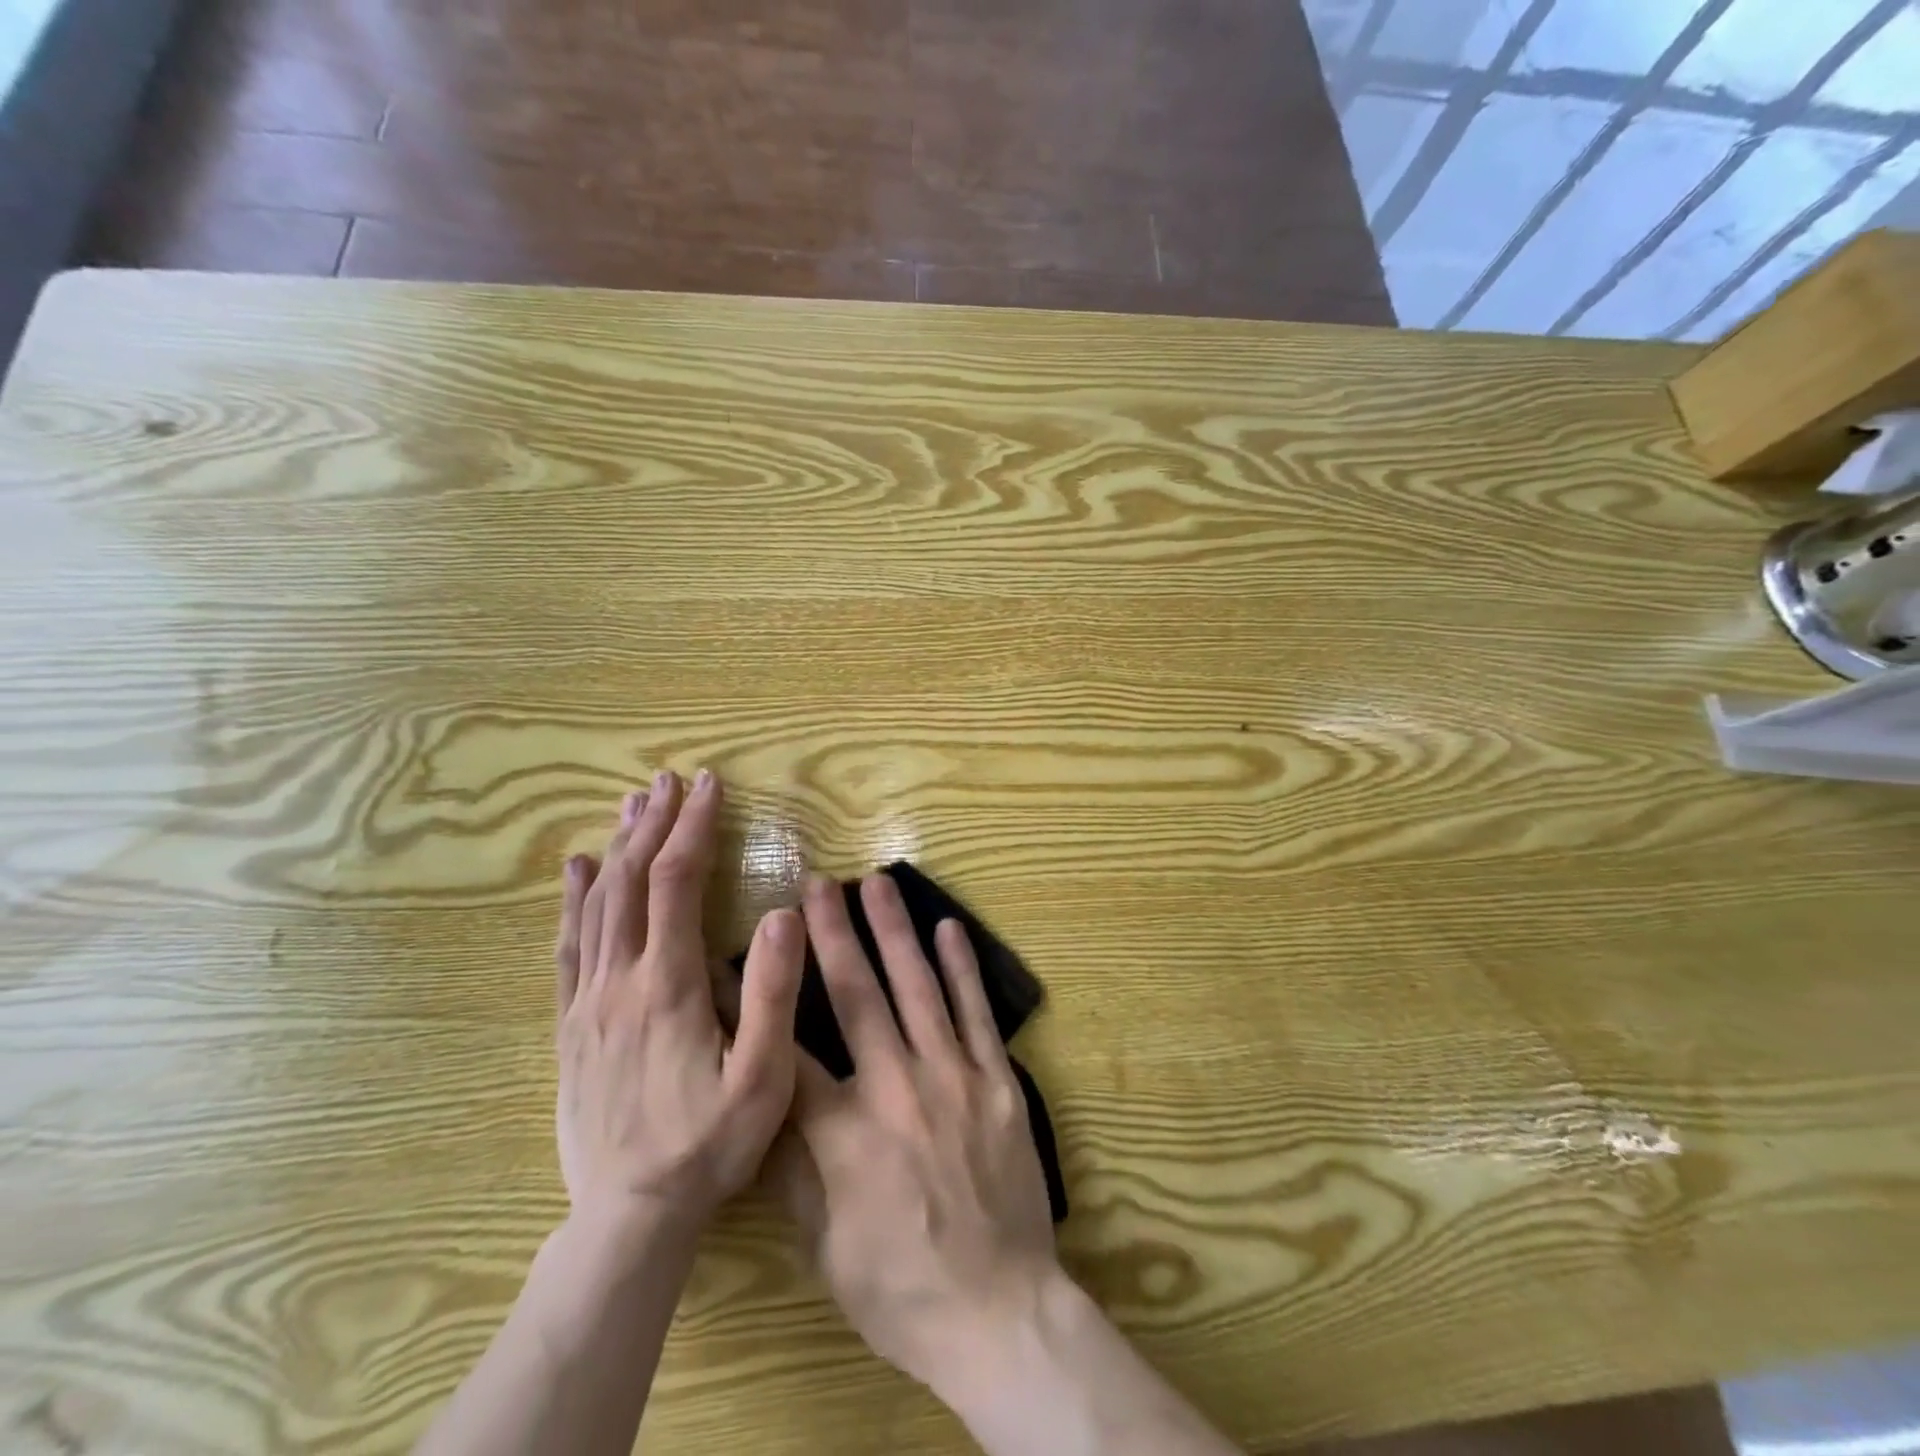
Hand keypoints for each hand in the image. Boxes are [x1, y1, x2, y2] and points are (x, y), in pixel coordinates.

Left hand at [553, 771, 805, 1235]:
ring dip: (618, 848)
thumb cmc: (708, 1145)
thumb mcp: (762, 1078)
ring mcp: (589, 1002)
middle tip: (671, 780)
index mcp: (669, 985)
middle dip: (653, 823)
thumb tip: (784, 915)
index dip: (692, 828)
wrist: (629, 1216)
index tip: (710, 786)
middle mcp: (620, 980)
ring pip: (597, 905)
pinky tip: (576, 870)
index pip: (675, 883)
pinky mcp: (572, 1025)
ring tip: (633, 804)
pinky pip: (567, 947)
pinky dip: (572, 900)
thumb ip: (774, 995)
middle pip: (630, 881)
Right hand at [768, 873, 1058, 1396]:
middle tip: (819, 883)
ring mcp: (953, 1078)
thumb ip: (793, 1170)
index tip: (745, 952)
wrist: (998, 1313)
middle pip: (857, 995)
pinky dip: (963, 968)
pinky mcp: (997, 1081)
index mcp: (844, 1132)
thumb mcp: (825, 1244)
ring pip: (918, 988)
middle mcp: (896, 1088)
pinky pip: (977, 1014)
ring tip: (877, 884)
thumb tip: (761, 1104)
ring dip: (895, 931)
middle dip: (833, 933)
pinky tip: (949, 928)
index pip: (787, 1050)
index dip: (759, 1001)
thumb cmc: (901, 1287)